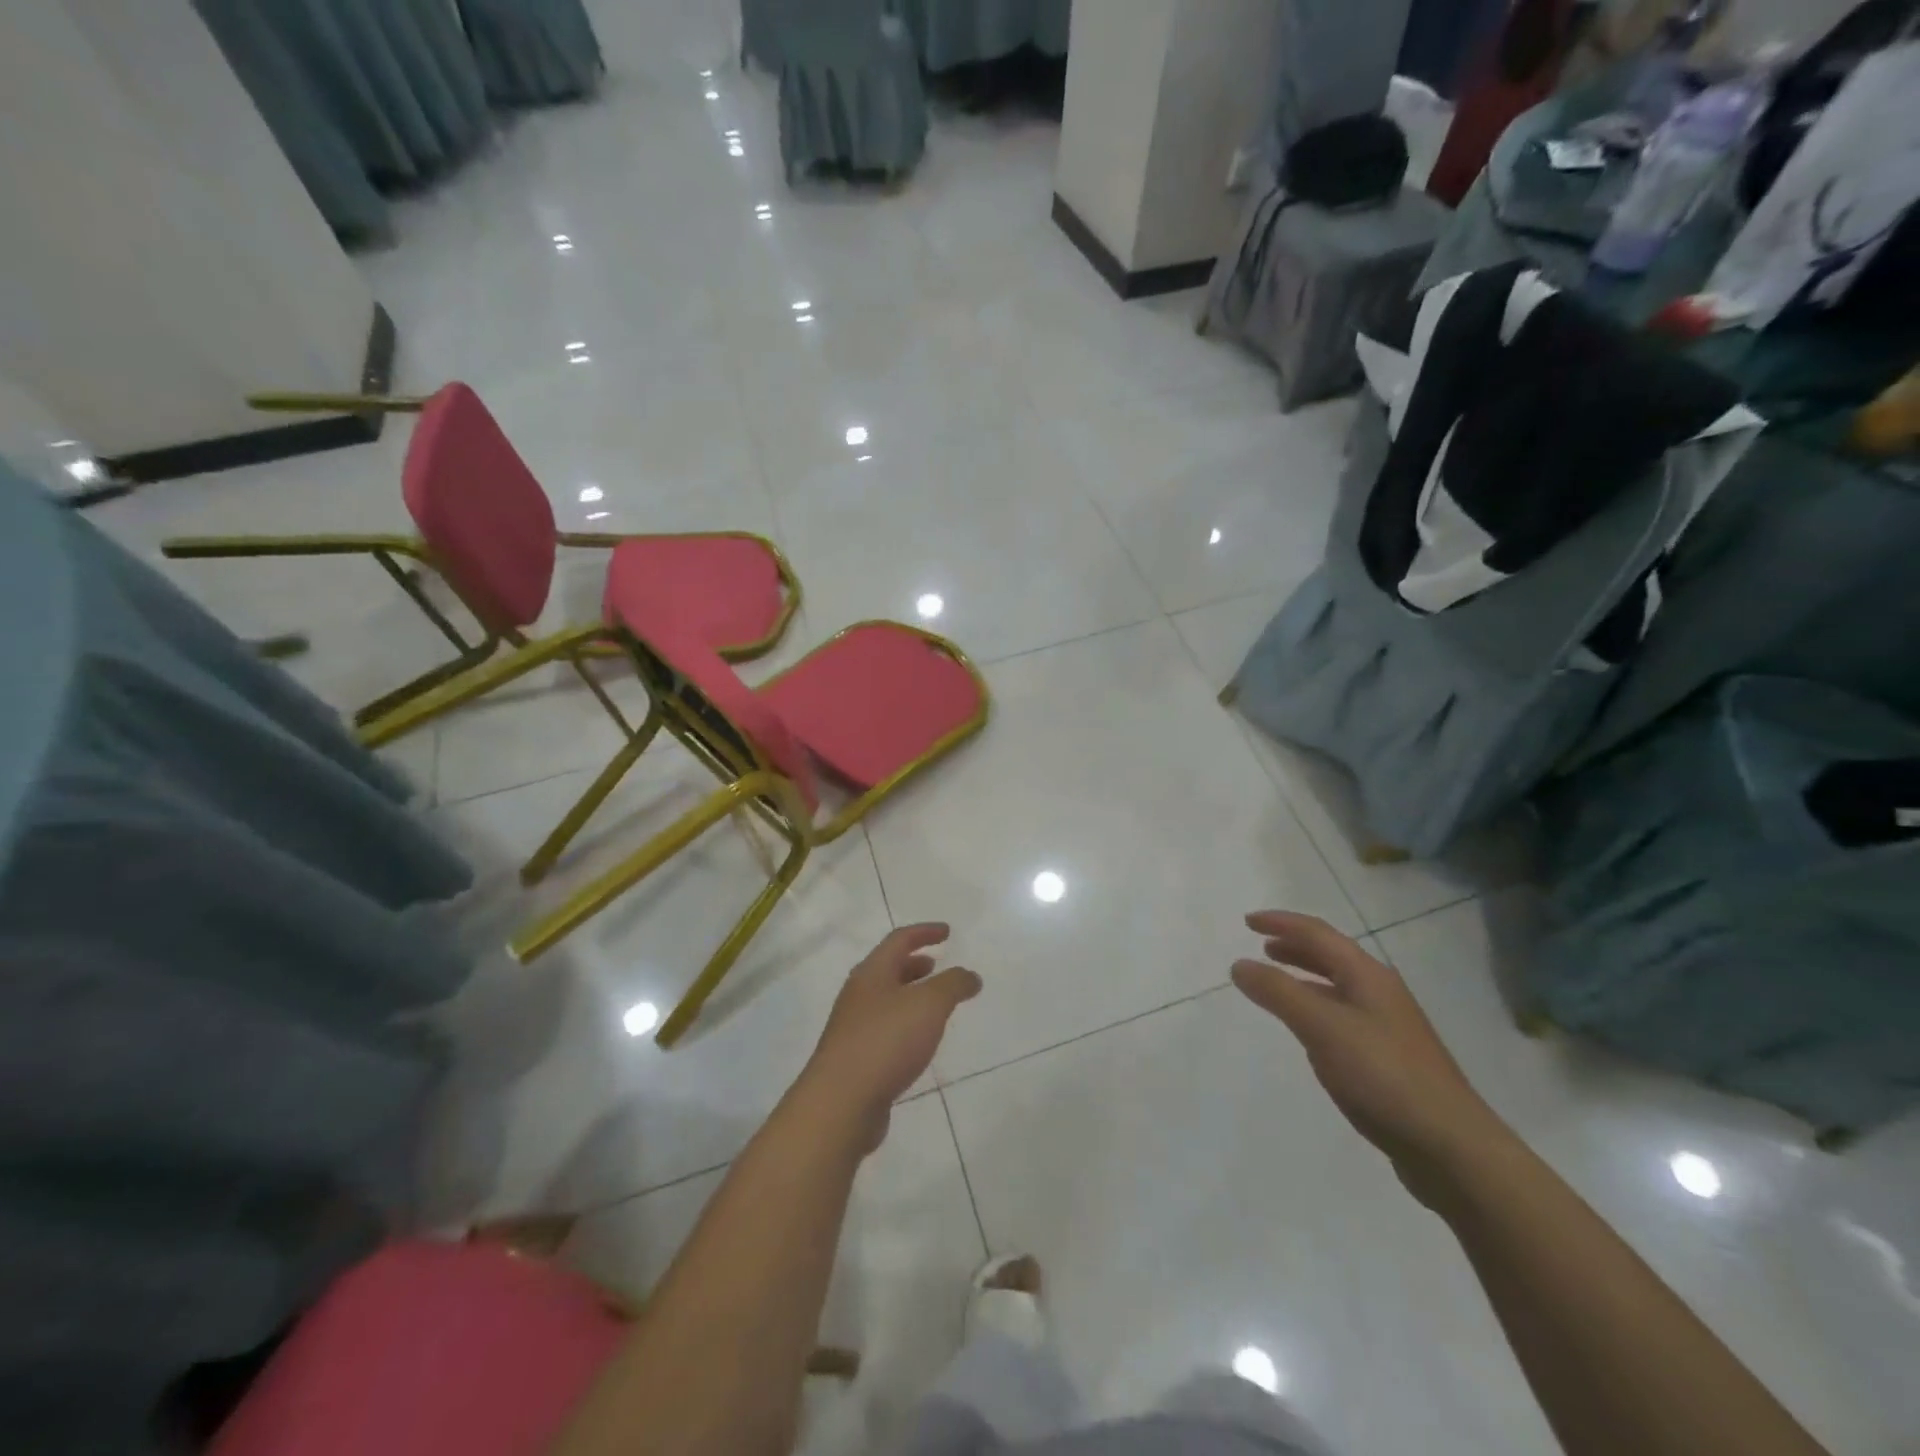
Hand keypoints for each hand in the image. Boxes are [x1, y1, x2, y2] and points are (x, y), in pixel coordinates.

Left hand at [801, 924, 980, 1149]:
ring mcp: (853, 1028)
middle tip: (937, 966)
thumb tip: (970, 975)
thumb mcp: (929, 1005)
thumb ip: (953, 985)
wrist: (840, 1103)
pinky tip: (918, 1043)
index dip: (925, 932)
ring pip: (885, 1000)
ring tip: (934, 1005)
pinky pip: (884, 1030)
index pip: (899, 940)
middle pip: (887, 969)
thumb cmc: (886, 1041)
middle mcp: (858, 995)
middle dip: (914, 964)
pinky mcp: (855, 1059)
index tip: (947, 932)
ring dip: (909, 995)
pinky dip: (904, 1025)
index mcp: (872, 973)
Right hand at [1231, 911, 1504, 1199]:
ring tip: (1276, 982)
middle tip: (1261, 947)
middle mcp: (1380, 993)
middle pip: (1331, 956)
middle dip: (1294, 946)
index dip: (1281, 923)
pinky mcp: (1388, 1059)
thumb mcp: (1322, 1028)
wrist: (1451, 1146)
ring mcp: (1387, 1027)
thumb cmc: (1384, 1076)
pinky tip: (1307, 1030)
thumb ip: (1279, 992)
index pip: (1318, 934)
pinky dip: (1315, 1008)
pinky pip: (1342, 1017)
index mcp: (1368, 976)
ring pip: (1337, 987)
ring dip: (1304, 977)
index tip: (1247, 922)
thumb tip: (1239, 964)